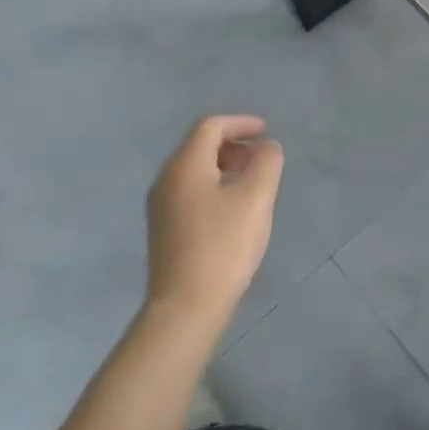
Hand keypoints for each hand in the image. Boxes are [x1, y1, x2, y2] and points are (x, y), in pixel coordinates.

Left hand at [145, 115, 283, 331]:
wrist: (186, 306)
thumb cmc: (223, 246)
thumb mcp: (256, 199)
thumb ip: (267, 164)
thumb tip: (268, 147)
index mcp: (185, 165)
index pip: (210, 126)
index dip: (241, 123)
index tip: (267, 132)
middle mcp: (166, 179)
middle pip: (199, 146)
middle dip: (234, 145)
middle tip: (262, 159)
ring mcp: (160, 205)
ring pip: (195, 170)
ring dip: (225, 166)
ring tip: (253, 184)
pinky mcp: (164, 228)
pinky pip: (190, 191)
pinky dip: (214, 185)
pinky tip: (234, 209)